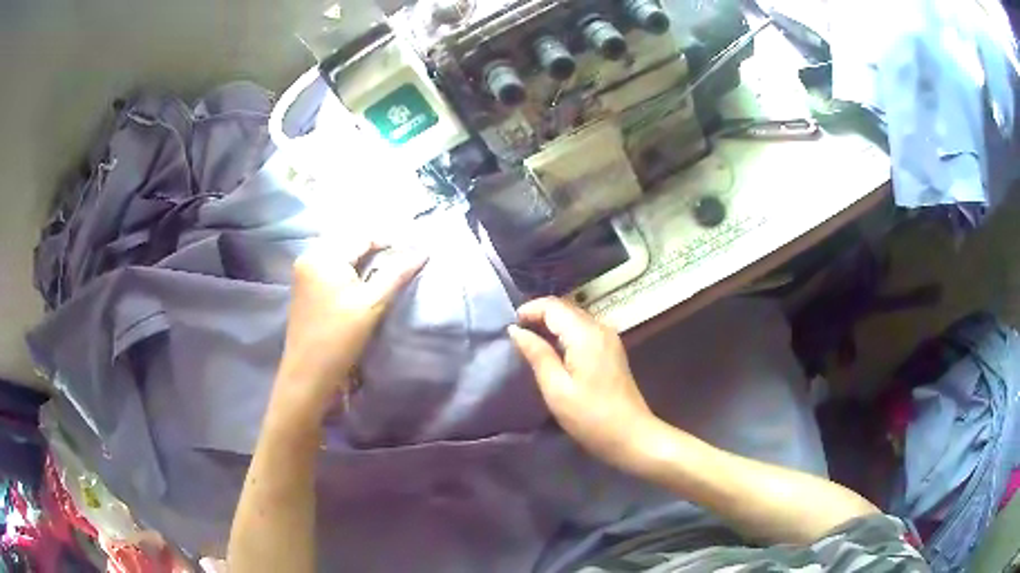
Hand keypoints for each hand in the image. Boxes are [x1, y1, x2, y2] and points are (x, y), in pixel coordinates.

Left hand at [274, 238, 426, 418]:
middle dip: (375, 249)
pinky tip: (360, 283)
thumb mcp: (372, 304)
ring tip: (384, 272)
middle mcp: (309, 257)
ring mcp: (303, 272)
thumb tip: (423, 251)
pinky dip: (347, 270)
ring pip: (339, 255)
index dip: (389, 241)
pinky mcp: (303, 287)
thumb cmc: (340, 338)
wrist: (308, 374)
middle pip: (349, 242)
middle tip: (399, 263)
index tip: (411, 253)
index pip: (362, 236)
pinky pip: (329, 267)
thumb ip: (397, 274)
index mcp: (323, 256)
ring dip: (362, 260)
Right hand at [508, 297, 656, 467]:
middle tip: (516, 335)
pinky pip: (583, 330)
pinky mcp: (612, 349)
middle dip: (539, 315)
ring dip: (551, 324)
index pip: (553, 306)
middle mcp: (600, 327)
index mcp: (586, 334)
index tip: (509, 326)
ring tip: (529, 342)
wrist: (631, 435)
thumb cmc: (590, 416)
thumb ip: (537, 354)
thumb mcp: (556, 388)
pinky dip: (565, 333)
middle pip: (565, 308)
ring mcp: (609, 338)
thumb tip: (516, 330)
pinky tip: (553, 351)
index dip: (529, 310)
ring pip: (574, 318)